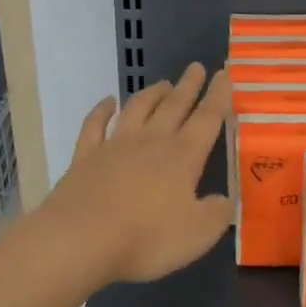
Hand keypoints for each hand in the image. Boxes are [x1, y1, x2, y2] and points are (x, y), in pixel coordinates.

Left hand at [38, 63, 233, 286]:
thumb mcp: (198, 234)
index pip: (207, 119)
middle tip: (196, 67)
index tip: (224, 74)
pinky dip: (102, 110)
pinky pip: (95, 125)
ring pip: (138, 109)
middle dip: (188, 86)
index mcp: (183, 157)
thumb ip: (216, 214)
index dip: (218, 96)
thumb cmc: (146, 238)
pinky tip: (108, 102)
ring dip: (152, 94)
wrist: (81, 239)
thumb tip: (224, 200)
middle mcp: (151, 142)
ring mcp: (115, 146)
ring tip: (163, 82)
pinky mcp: (85, 157)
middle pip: (174, 106)